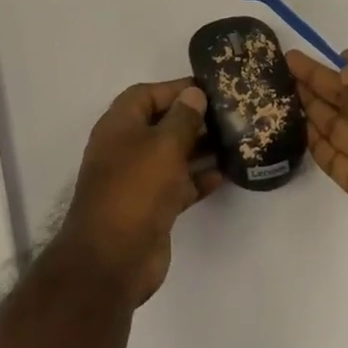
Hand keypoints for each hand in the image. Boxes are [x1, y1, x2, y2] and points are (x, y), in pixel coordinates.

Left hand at [57, 79, 223, 306]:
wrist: (113, 258)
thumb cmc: (136, 189)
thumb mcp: (163, 145)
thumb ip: (183, 118)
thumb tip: (194, 94)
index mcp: (119, 125)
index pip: (147, 94)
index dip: (176, 89)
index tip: (210, 89)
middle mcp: (125, 147)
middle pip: (161, 123)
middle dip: (192, 119)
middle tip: (229, 115)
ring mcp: (137, 179)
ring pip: (172, 155)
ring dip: (199, 149)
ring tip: (234, 141)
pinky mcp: (151, 207)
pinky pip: (177, 184)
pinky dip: (197, 179)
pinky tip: (224, 175)